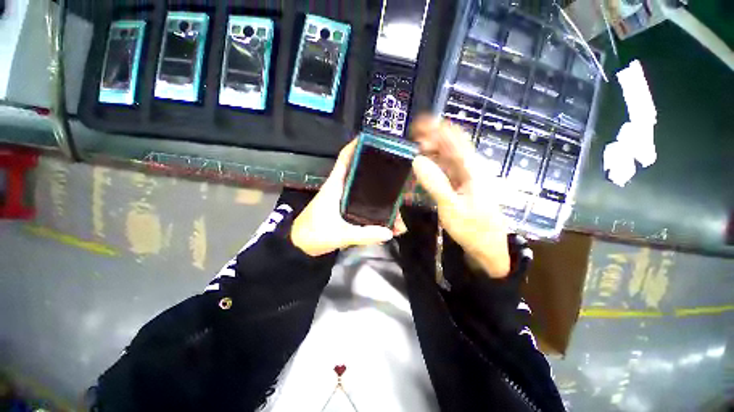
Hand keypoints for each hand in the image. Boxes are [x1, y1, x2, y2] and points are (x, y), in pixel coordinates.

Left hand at [291, 140, 406, 256]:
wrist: (300, 246)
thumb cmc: (314, 235)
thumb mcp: (340, 235)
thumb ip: (364, 234)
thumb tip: (389, 232)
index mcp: (335, 186)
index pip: (345, 159)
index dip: (356, 147)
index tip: (373, 140)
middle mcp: (340, 188)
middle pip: (362, 175)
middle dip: (379, 176)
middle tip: (398, 180)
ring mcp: (343, 199)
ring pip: (365, 191)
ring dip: (380, 197)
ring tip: (397, 210)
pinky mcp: (345, 209)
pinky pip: (363, 204)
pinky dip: (375, 209)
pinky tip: (387, 219)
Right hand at [411, 116, 510, 277]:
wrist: (488, 246)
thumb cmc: (472, 228)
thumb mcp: (451, 207)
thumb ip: (435, 183)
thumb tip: (416, 160)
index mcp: (473, 169)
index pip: (455, 139)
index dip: (436, 129)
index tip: (417, 127)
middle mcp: (471, 167)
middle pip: (452, 144)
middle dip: (432, 137)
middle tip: (412, 139)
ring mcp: (468, 175)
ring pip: (449, 155)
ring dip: (433, 149)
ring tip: (415, 148)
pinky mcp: (463, 184)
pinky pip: (448, 168)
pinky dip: (435, 163)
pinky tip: (426, 164)